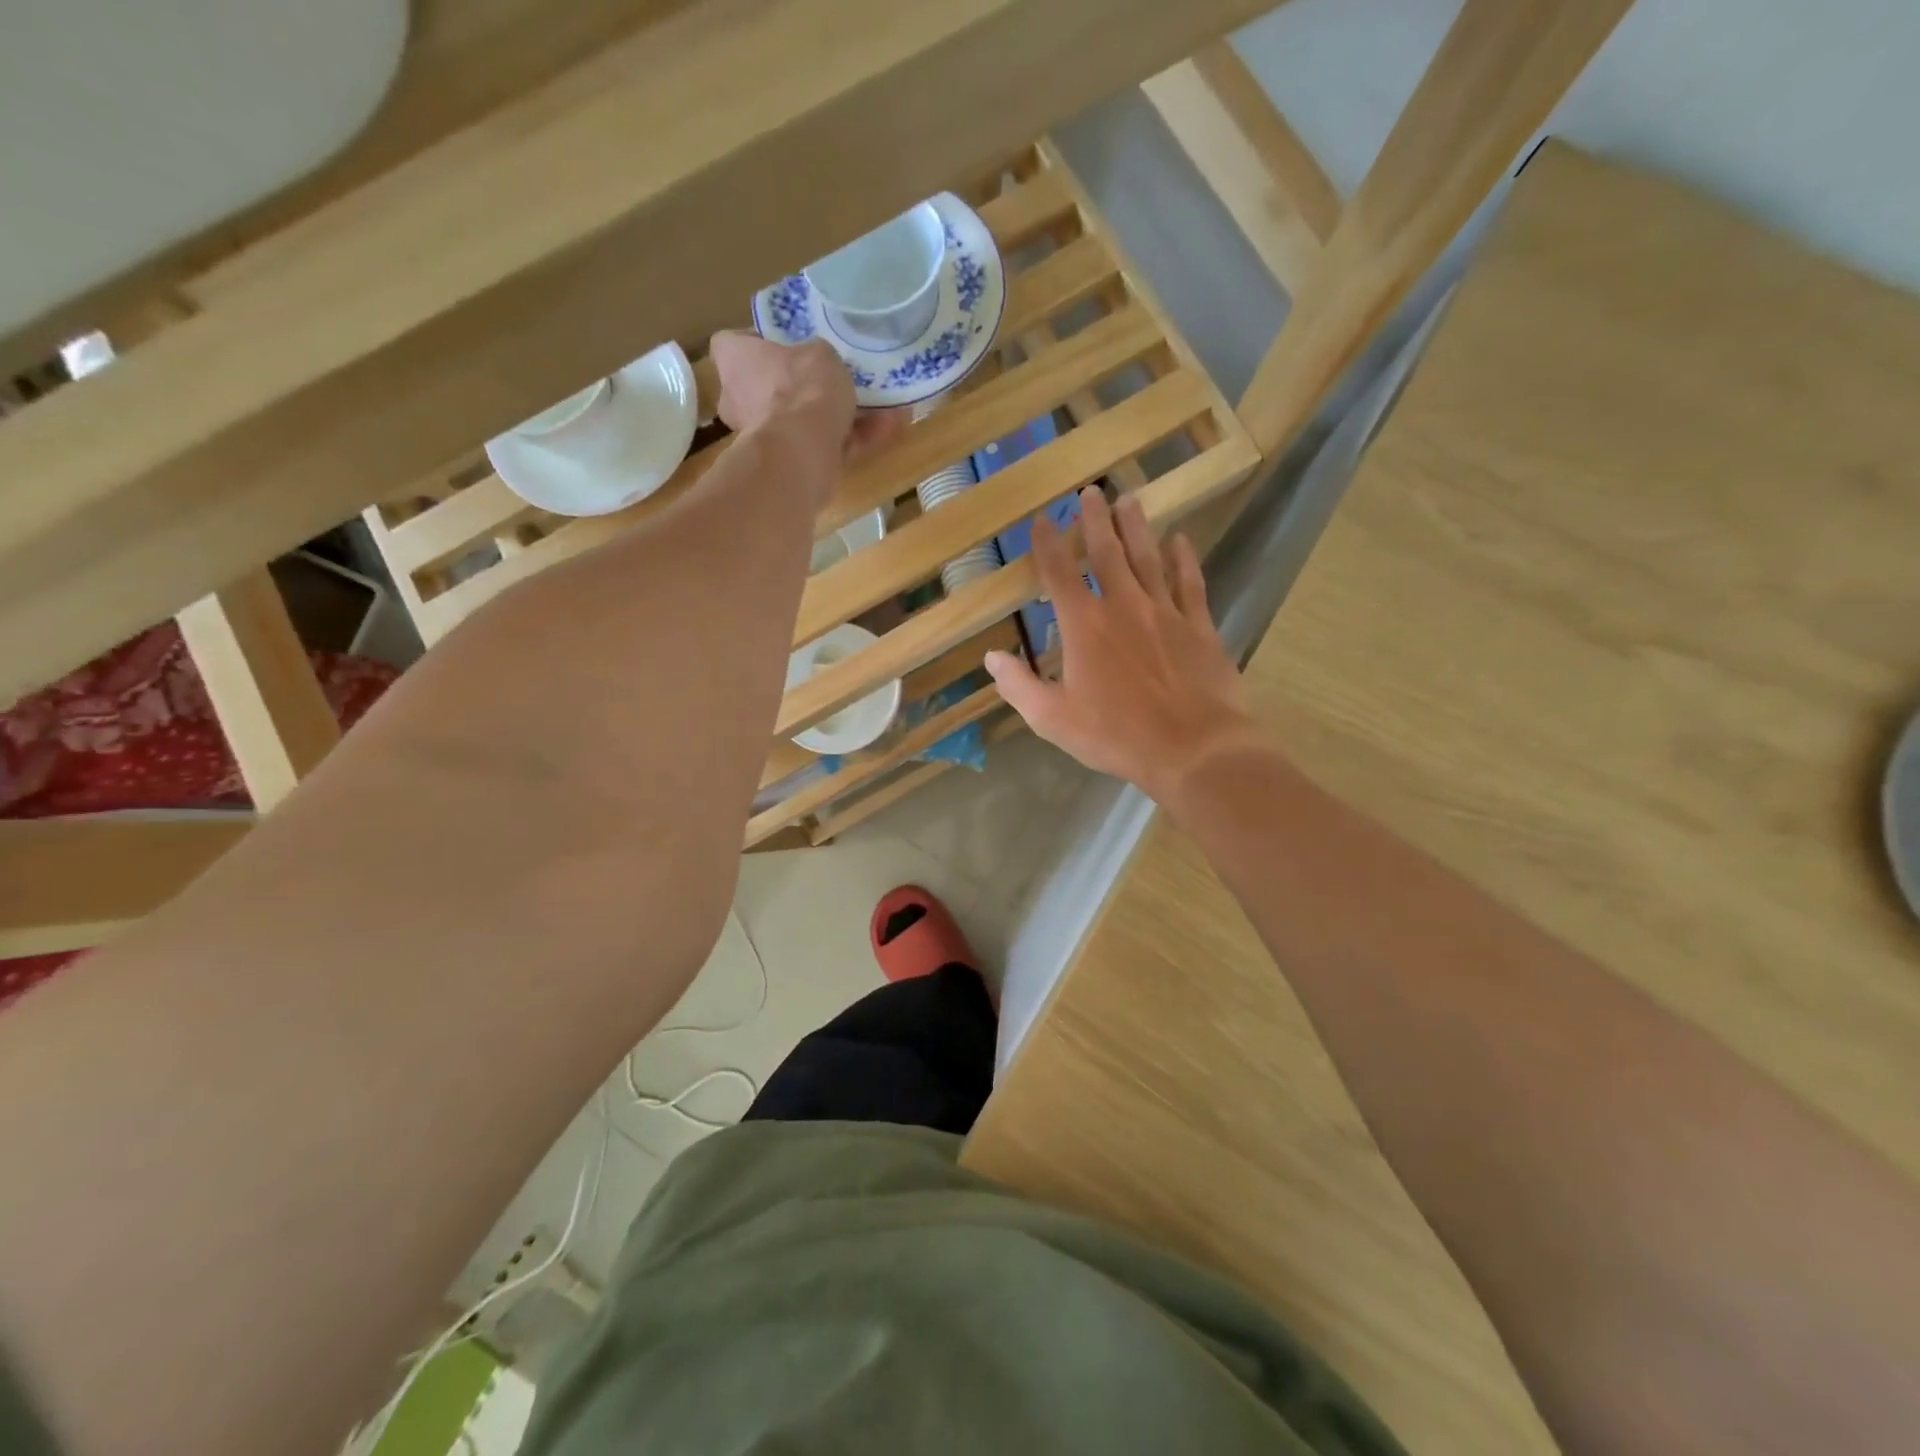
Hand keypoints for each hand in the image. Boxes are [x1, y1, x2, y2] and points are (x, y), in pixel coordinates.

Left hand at [709, 333, 903, 511]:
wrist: (803, 452)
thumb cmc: (800, 388)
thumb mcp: (819, 353)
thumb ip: (816, 357)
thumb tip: (819, 365)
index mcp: (734, 363)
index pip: (732, 344)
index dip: (757, 343)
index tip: (785, 345)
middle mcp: (738, 401)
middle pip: (767, 389)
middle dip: (798, 389)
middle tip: (833, 380)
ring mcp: (762, 439)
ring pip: (801, 423)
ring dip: (837, 417)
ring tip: (881, 407)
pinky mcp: (789, 467)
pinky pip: (822, 447)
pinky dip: (851, 441)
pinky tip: (888, 428)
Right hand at [985, 488, 1265, 808]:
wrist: (1192, 747)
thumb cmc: (1116, 735)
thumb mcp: (1052, 719)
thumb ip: (1018, 686)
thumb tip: (992, 657)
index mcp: (1084, 626)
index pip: (1059, 574)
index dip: (1047, 544)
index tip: (1041, 520)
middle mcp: (1123, 606)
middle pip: (1106, 552)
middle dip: (1095, 520)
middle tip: (1091, 491)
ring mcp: (1165, 612)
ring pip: (1148, 558)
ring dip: (1136, 527)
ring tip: (1129, 500)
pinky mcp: (1199, 626)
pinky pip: (1189, 583)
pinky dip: (1183, 559)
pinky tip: (1180, 540)